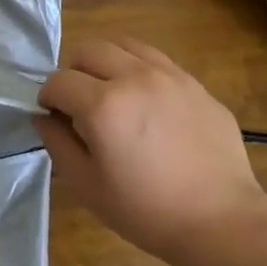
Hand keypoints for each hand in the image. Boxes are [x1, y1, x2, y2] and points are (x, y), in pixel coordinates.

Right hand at [35, 36, 266, 265]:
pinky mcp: (194, 83)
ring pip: (123, 44)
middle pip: (89, 50)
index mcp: (103, 105)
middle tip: (80, 103)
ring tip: (112, 92)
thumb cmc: (147, 211)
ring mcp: (169, 75)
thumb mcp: (88, 187)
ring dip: (107, 62)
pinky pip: (156, 58)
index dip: (48, 98)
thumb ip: (58, 144)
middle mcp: (134, 77)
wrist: (221, 221)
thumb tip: (44, 116)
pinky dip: (138, 68)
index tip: (53, 117)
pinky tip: (146, 99)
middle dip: (74, 72)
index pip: (59, 81)